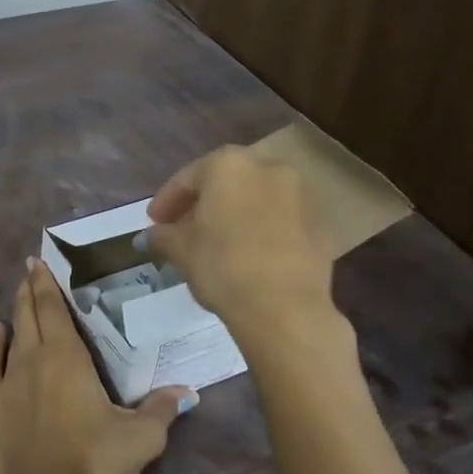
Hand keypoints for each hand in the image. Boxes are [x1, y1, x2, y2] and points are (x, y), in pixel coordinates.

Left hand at [0, 259, 192, 473]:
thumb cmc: (94, 460)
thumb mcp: (140, 437)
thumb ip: (162, 409)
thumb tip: (187, 391)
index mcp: (68, 357)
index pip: (54, 309)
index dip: (46, 284)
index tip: (38, 262)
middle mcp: (34, 358)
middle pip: (30, 314)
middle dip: (30, 288)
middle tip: (29, 268)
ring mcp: (9, 381)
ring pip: (11, 334)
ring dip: (15, 311)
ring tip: (18, 293)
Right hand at [145, 144, 338, 330]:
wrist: (286, 308)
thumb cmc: (223, 267)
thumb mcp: (181, 250)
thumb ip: (163, 236)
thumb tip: (152, 235)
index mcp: (228, 165)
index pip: (187, 178)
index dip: (166, 201)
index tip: (154, 223)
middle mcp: (267, 167)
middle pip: (225, 182)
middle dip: (202, 204)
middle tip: (183, 229)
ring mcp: (300, 192)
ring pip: (255, 197)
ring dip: (234, 213)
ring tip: (217, 241)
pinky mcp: (320, 221)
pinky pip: (280, 217)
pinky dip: (262, 227)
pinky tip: (249, 252)